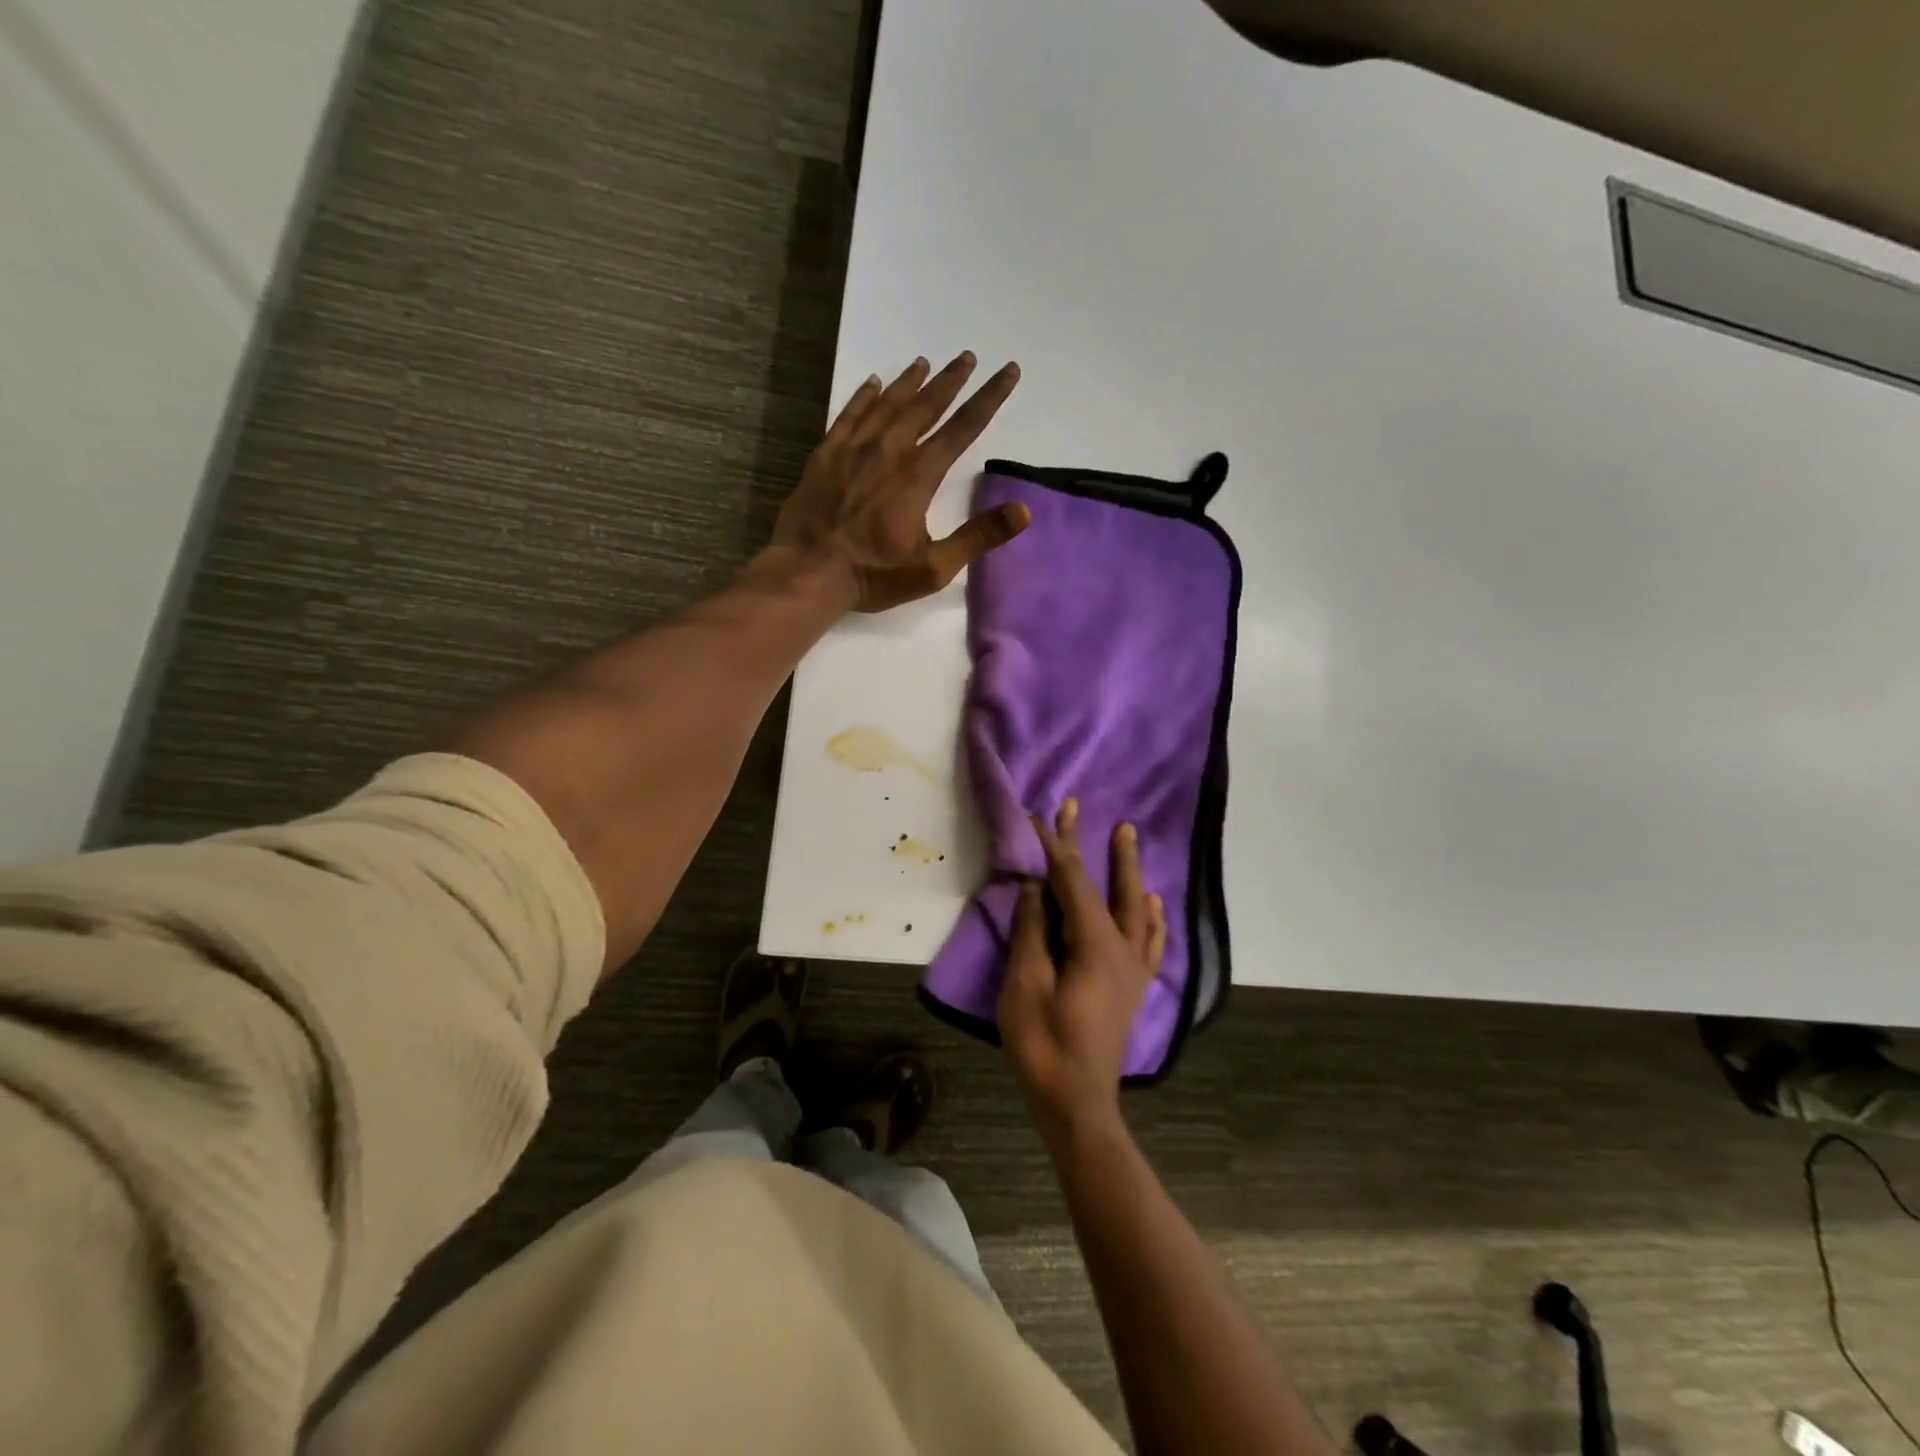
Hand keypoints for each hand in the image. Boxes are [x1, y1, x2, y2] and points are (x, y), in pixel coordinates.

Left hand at [771, 352, 1028, 611]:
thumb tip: (1023, 511)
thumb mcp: (934, 567)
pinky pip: (849, 415)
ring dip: (910, 382)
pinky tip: (873, 384)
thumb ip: (978, 537)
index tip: (1007, 371)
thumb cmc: (874, 574)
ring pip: (888, 404)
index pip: (963, 428)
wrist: (807, 573)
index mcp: (919, 475)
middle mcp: (889, 451)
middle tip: (966, 357)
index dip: (989, 398)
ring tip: (925, 363)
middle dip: (950, 381)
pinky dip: (864, 396)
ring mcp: (854, 450)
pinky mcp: (825, 455)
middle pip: (926, 406)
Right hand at [999, 799, 1167, 1144]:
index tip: (1039, 815)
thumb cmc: (1045, 1045)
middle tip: (1086, 809)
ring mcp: (1132, 969)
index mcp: (1095, 944)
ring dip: (1128, 871)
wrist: (1076, 1104)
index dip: (1054, 846)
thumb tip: (1034, 886)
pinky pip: (1150, 940)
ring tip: (1127, 837)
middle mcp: (1122, 948)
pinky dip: (1153, 916)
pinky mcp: (1133, 987)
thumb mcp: (1026, 985)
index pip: (1072, 881)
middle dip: (1095, 845)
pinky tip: (1156, 904)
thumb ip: (1032, 930)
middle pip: (1108, 885)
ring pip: (1137, 907)